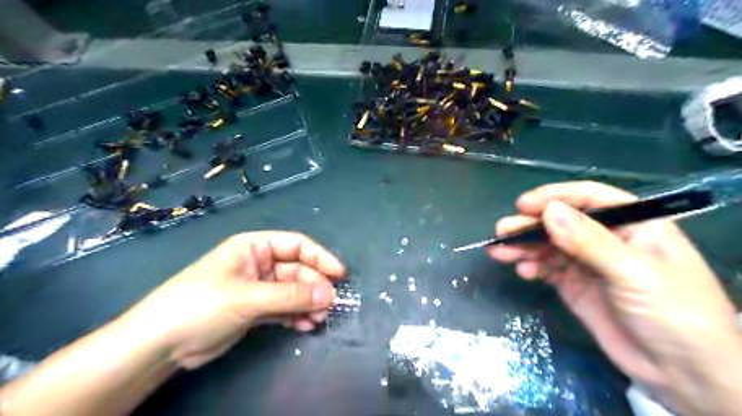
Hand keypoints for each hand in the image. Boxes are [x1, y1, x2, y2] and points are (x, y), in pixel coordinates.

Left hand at [119, 231, 345, 369]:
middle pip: (297, 270)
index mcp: (254, 247)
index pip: (296, 245)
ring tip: (320, 319)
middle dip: (314, 287)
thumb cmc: (200, 305)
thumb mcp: (247, 297)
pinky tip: (306, 326)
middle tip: (330, 305)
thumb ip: (289, 295)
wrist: (159, 346)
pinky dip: (296, 315)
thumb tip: (328, 294)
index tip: (340, 274)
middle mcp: (259, 264)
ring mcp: (258, 288)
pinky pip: (284, 308)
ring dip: (308, 303)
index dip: (320, 257)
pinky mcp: (255, 310)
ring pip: (293, 291)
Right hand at [488, 181, 741, 411]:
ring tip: (500, 251)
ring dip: (524, 247)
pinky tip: (523, 272)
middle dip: (531, 225)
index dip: (555, 197)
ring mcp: (588, 264)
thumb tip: (548, 211)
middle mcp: (607, 239)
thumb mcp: (634, 273)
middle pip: (562, 222)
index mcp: (633, 225)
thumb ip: (589, 241)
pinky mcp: (575, 286)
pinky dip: (533, 268)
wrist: (683, 375)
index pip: (590, 199)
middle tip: (502, 230)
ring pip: (550, 246)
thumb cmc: (674, 314)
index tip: (524, 206)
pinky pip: (548, 269)